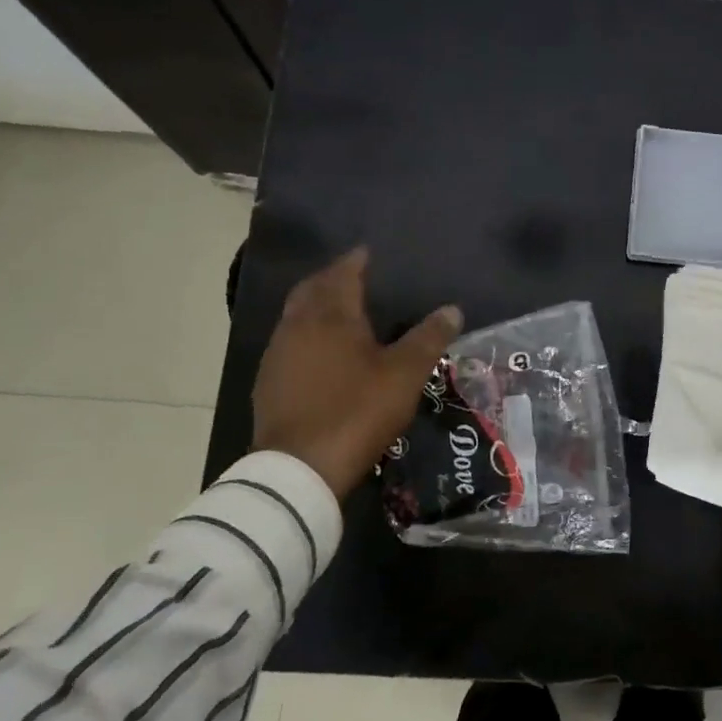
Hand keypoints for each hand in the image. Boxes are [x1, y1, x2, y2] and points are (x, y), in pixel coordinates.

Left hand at [252, 248, 462, 498]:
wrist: (299, 468)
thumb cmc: (357, 410)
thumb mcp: (404, 374)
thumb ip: (428, 338)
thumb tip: (453, 309)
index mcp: (331, 315)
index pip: (343, 273)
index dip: (357, 260)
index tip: (369, 252)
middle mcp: (298, 325)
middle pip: (312, 289)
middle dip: (331, 278)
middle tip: (353, 275)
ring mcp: (278, 354)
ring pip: (296, 315)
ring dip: (315, 305)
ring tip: (340, 310)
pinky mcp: (268, 382)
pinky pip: (289, 342)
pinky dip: (306, 334)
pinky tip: (320, 352)